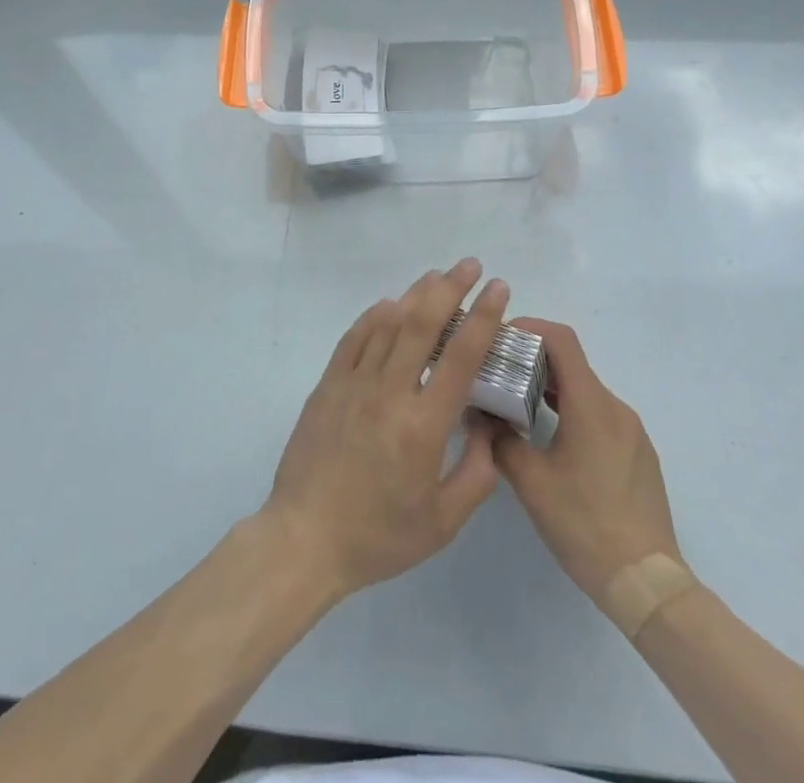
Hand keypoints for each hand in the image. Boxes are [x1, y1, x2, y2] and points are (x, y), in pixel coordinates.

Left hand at [263, 259, 509, 599]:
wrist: (305, 539)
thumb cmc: (378, 536)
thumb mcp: (443, 523)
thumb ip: (477, 474)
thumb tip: (488, 429)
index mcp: (423, 425)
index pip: (461, 356)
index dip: (483, 317)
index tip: (498, 289)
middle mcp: (389, 392)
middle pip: (422, 324)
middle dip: (450, 288)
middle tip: (470, 265)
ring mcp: (353, 383)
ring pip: (388, 323)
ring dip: (415, 294)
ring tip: (436, 277)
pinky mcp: (328, 385)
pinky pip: (354, 338)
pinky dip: (374, 316)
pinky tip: (389, 305)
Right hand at [491, 319, 683, 601]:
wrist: (647, 583)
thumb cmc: (585, 525)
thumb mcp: (531, 482)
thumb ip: (500, 439)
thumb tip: (480, 413)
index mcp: (591, 404)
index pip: (561, 339)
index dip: (529, 328)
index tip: (498, 340)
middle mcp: (615, 407)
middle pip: (572, 363)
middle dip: (532, 360)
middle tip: (497, 374)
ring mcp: (632, 431)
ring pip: (585, 391)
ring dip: (551, 388)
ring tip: (516, 406)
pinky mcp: (638, 454)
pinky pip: (600, 415)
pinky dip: (571, 411)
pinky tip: (550, 440)